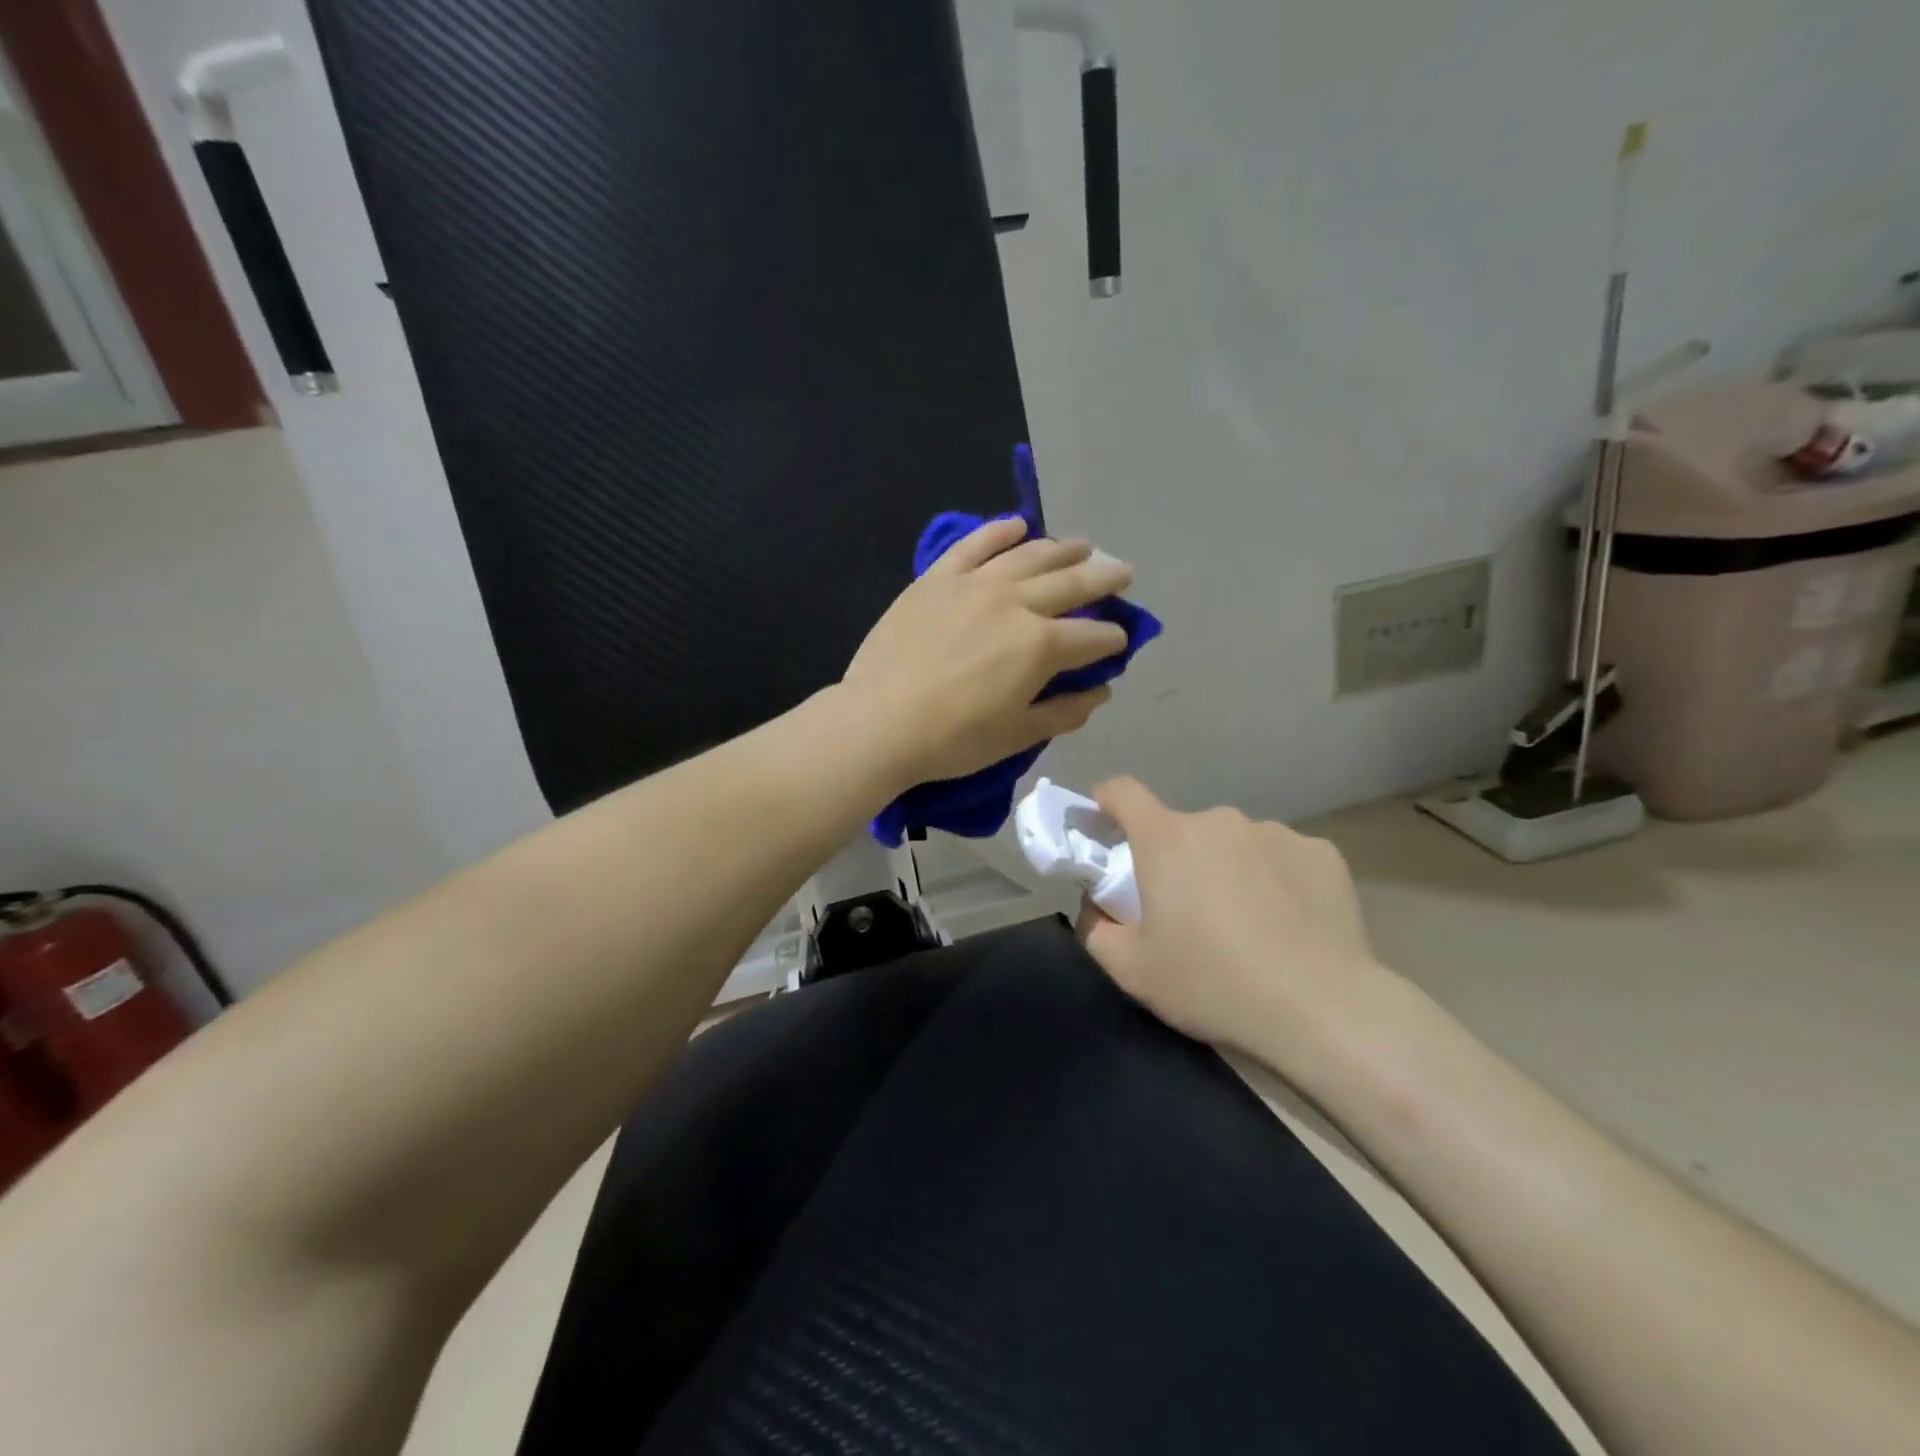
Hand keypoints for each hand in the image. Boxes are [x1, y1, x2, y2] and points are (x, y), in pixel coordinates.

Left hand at [843, 518, 1132, 784]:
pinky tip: (1018, 525)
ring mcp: (975, 584)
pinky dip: (1000, 531)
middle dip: (1105, 578)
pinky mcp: (938, 578)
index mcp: (1041, 646)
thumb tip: (1101, 691)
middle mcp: (1016, 604)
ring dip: (1063, 549)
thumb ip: (1066, 711)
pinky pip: (975, 544)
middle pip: (1072, 583)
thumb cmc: (953, 739)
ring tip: (1081, 547)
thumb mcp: (1018, 735)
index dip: (1114, 639)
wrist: (879, 723)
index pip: (1094, 636)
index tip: (1119, 641)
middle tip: (1121, 573)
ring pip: (1030, 555)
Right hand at [1077, 778, 1394, 1087]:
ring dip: (1228, 869)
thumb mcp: (1130, 969)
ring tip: (1247, 925)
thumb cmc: (1212, 984)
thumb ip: (1095, 928)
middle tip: (1187, 912)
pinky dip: (1275, 880)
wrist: (1322, 1010)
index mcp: (1167, 839)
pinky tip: (1290, 925)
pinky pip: (1281, 858)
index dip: (1106, 800)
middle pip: (1182, 829)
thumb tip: (1097, 904)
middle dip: (1177, 859)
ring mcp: (1275, 832)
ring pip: (1235, 844)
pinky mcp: (1322, 853)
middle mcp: (1219, 821)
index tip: (1103, 821)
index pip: (1123, 792)